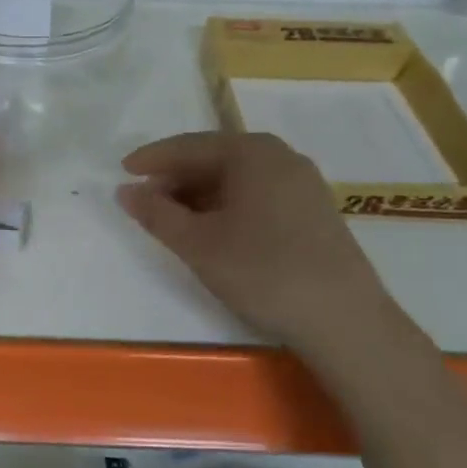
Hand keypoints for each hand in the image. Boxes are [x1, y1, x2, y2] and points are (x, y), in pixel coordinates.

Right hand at [116, 132, 412, 366]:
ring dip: (201, 194)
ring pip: (238, 178)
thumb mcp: (197, 244)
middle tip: (145, 201)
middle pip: (215, 158)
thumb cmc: (262, 272)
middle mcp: (280, 156)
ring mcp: (303, 182)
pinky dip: (229, 205)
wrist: (344, 321)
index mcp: (251, 152)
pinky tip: (215, 230)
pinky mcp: (315, 209)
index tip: (122, 172)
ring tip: (174, 219)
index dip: (152, 159)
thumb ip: (156, 213)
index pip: (189, 146)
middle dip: (176, 178)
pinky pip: (259, 193)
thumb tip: (125, 191)